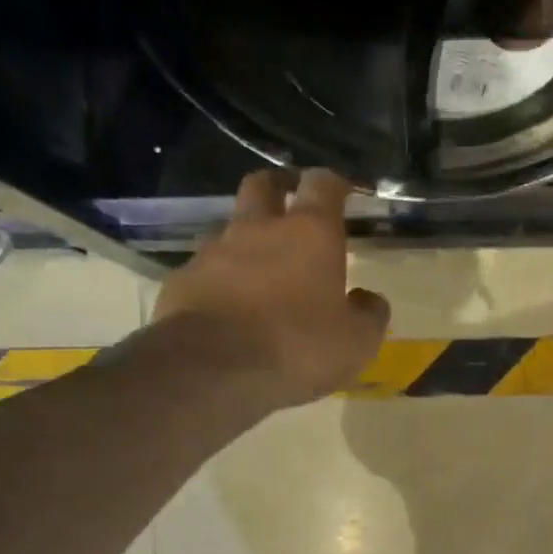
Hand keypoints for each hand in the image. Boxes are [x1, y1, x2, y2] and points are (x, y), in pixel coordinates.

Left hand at [153, 167, 389, 406]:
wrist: (212, 370)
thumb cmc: (298, 348)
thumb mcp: (357, 342)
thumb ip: (369, 315)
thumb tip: (368, 299)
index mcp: (310, 234)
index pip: (322, 184)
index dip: (334, 183)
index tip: (344, 190)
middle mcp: (259, 229)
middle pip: (263, 184)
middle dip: (279, 186)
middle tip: (291, 201)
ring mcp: (214, 252)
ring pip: (230, 227)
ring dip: (246, 237)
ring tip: (259, 265)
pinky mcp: (183, 280)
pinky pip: (206, 269)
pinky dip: (220, 278)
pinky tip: (228, 304)